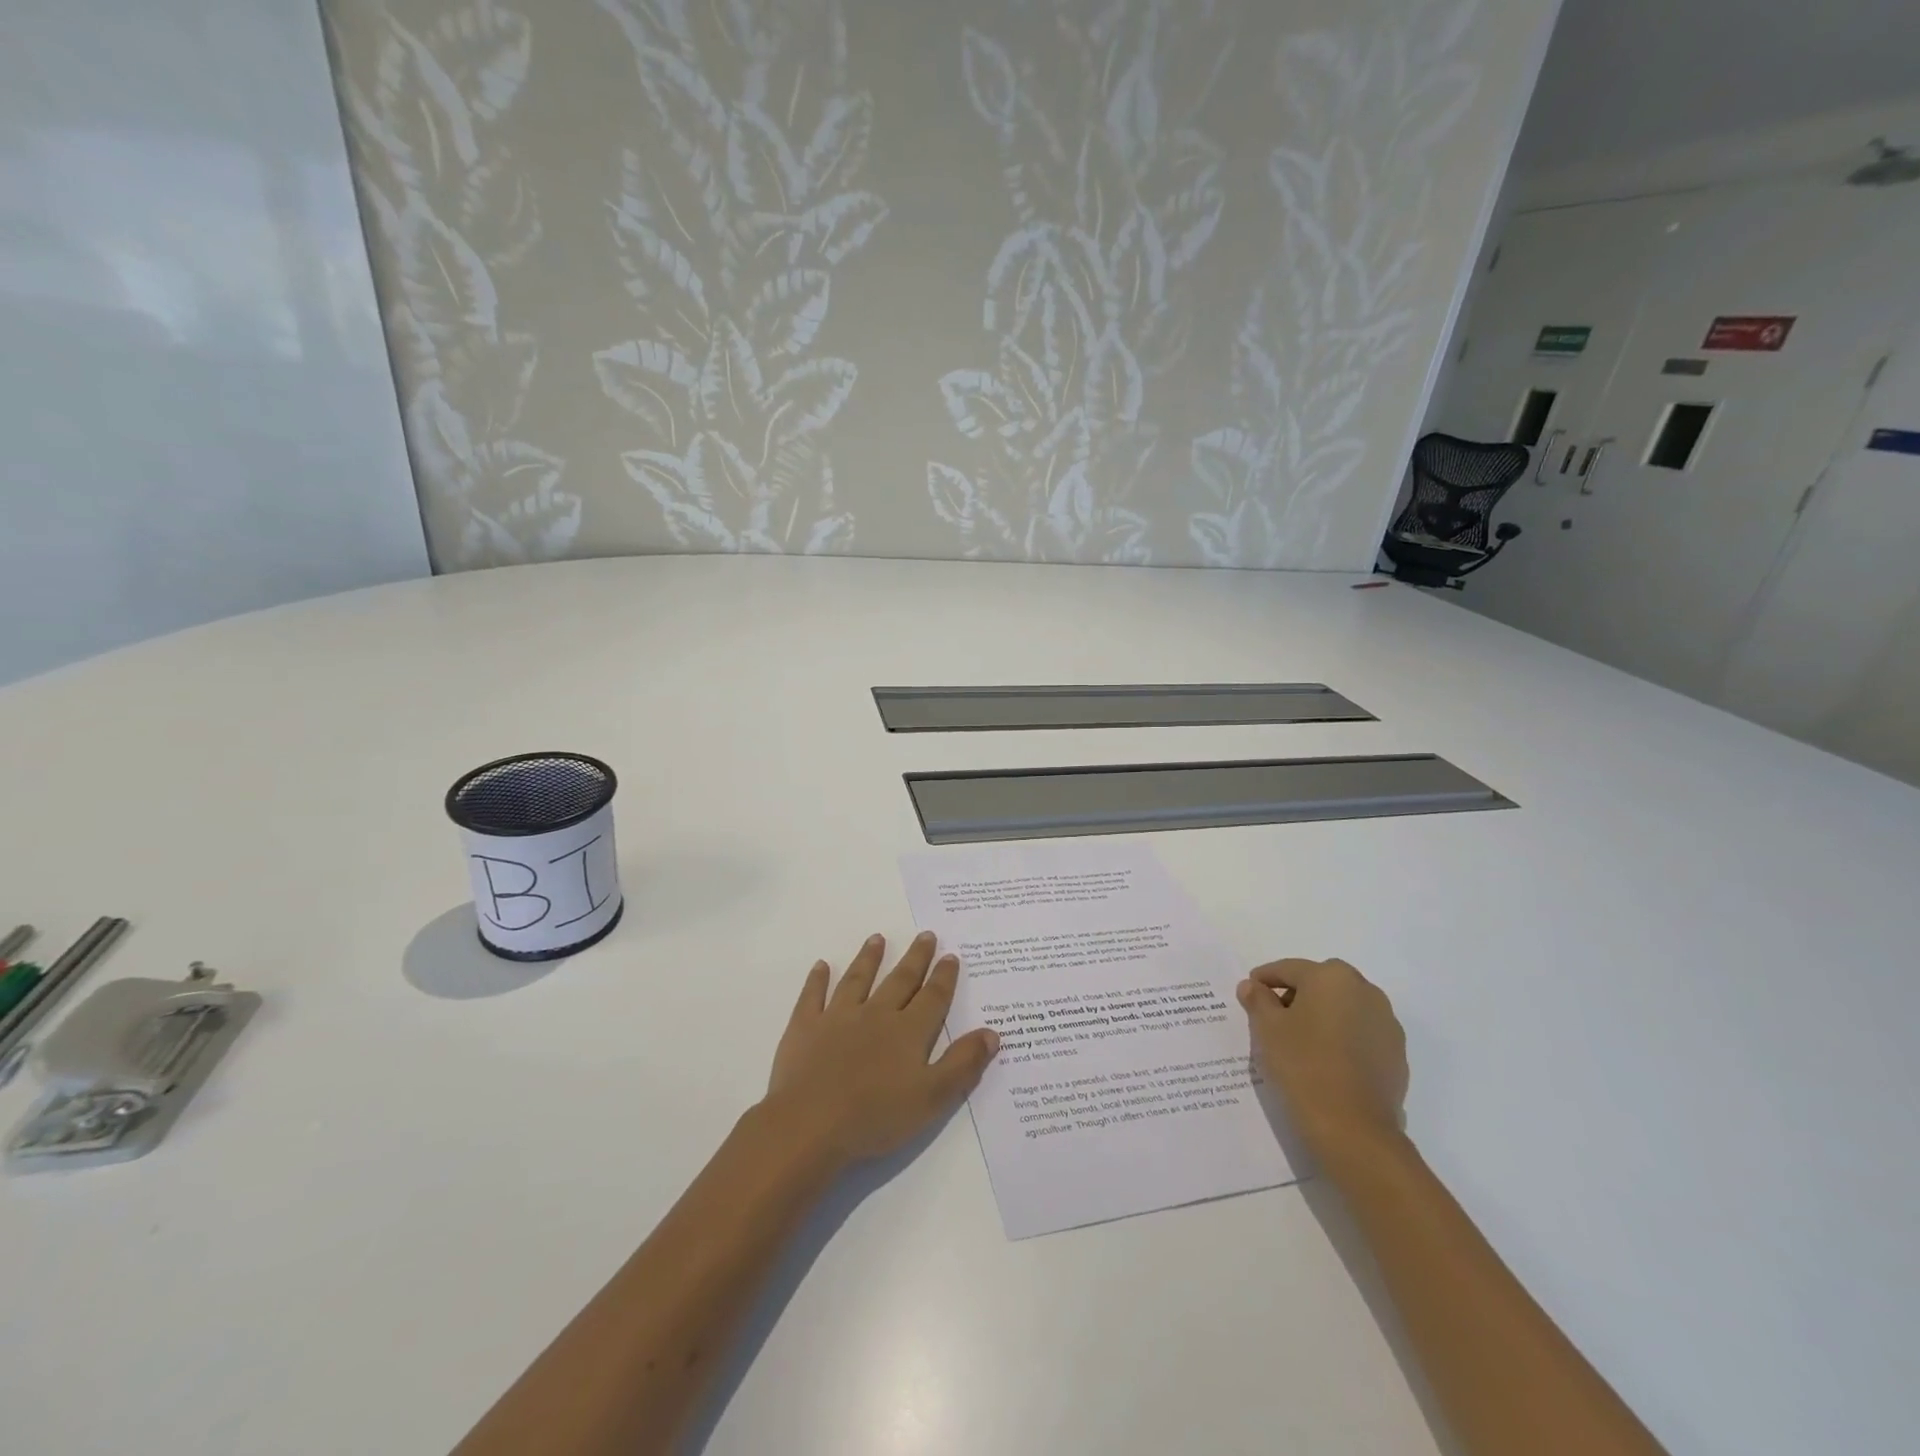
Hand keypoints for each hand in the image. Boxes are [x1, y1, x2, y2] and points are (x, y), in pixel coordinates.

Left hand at [762, 931, 999, 1168]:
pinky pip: (813, 997)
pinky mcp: (805, 1028)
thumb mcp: (932, 1097)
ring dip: (869, 958)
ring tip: (877, 938)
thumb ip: (962, 1064)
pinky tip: (821, 966)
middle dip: (915, 958)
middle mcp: (875, 1015)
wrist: (810, 1125)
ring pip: (857, 980)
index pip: (932, 998)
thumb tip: (992, 1032)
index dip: (944, 977)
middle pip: (900, 981)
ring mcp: (837, 1018)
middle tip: (925, 935)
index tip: (951, 955)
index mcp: (908, 1032)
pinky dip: (817, 980)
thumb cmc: (875, 1116)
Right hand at [1238, 958, 1408, 1158]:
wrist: (1354, 1129)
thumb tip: (1252, 986)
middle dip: (1296, 995)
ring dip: (1322, 1016)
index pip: (1289, 969)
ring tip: (1300, 1042)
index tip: (1250, 992)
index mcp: (1331, 977)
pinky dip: (1342, 1039)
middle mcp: (1365, 991)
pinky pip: (1361, 1034)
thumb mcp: (1267, 1028)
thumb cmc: (1303, 1065)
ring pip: (1344, 1008)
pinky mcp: (1397, 1055)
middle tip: (1273, 1017)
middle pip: (1320, 984)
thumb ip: (1258, 1000)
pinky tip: (1325, 1061)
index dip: (1264, 979)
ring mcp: (1387, 1024)